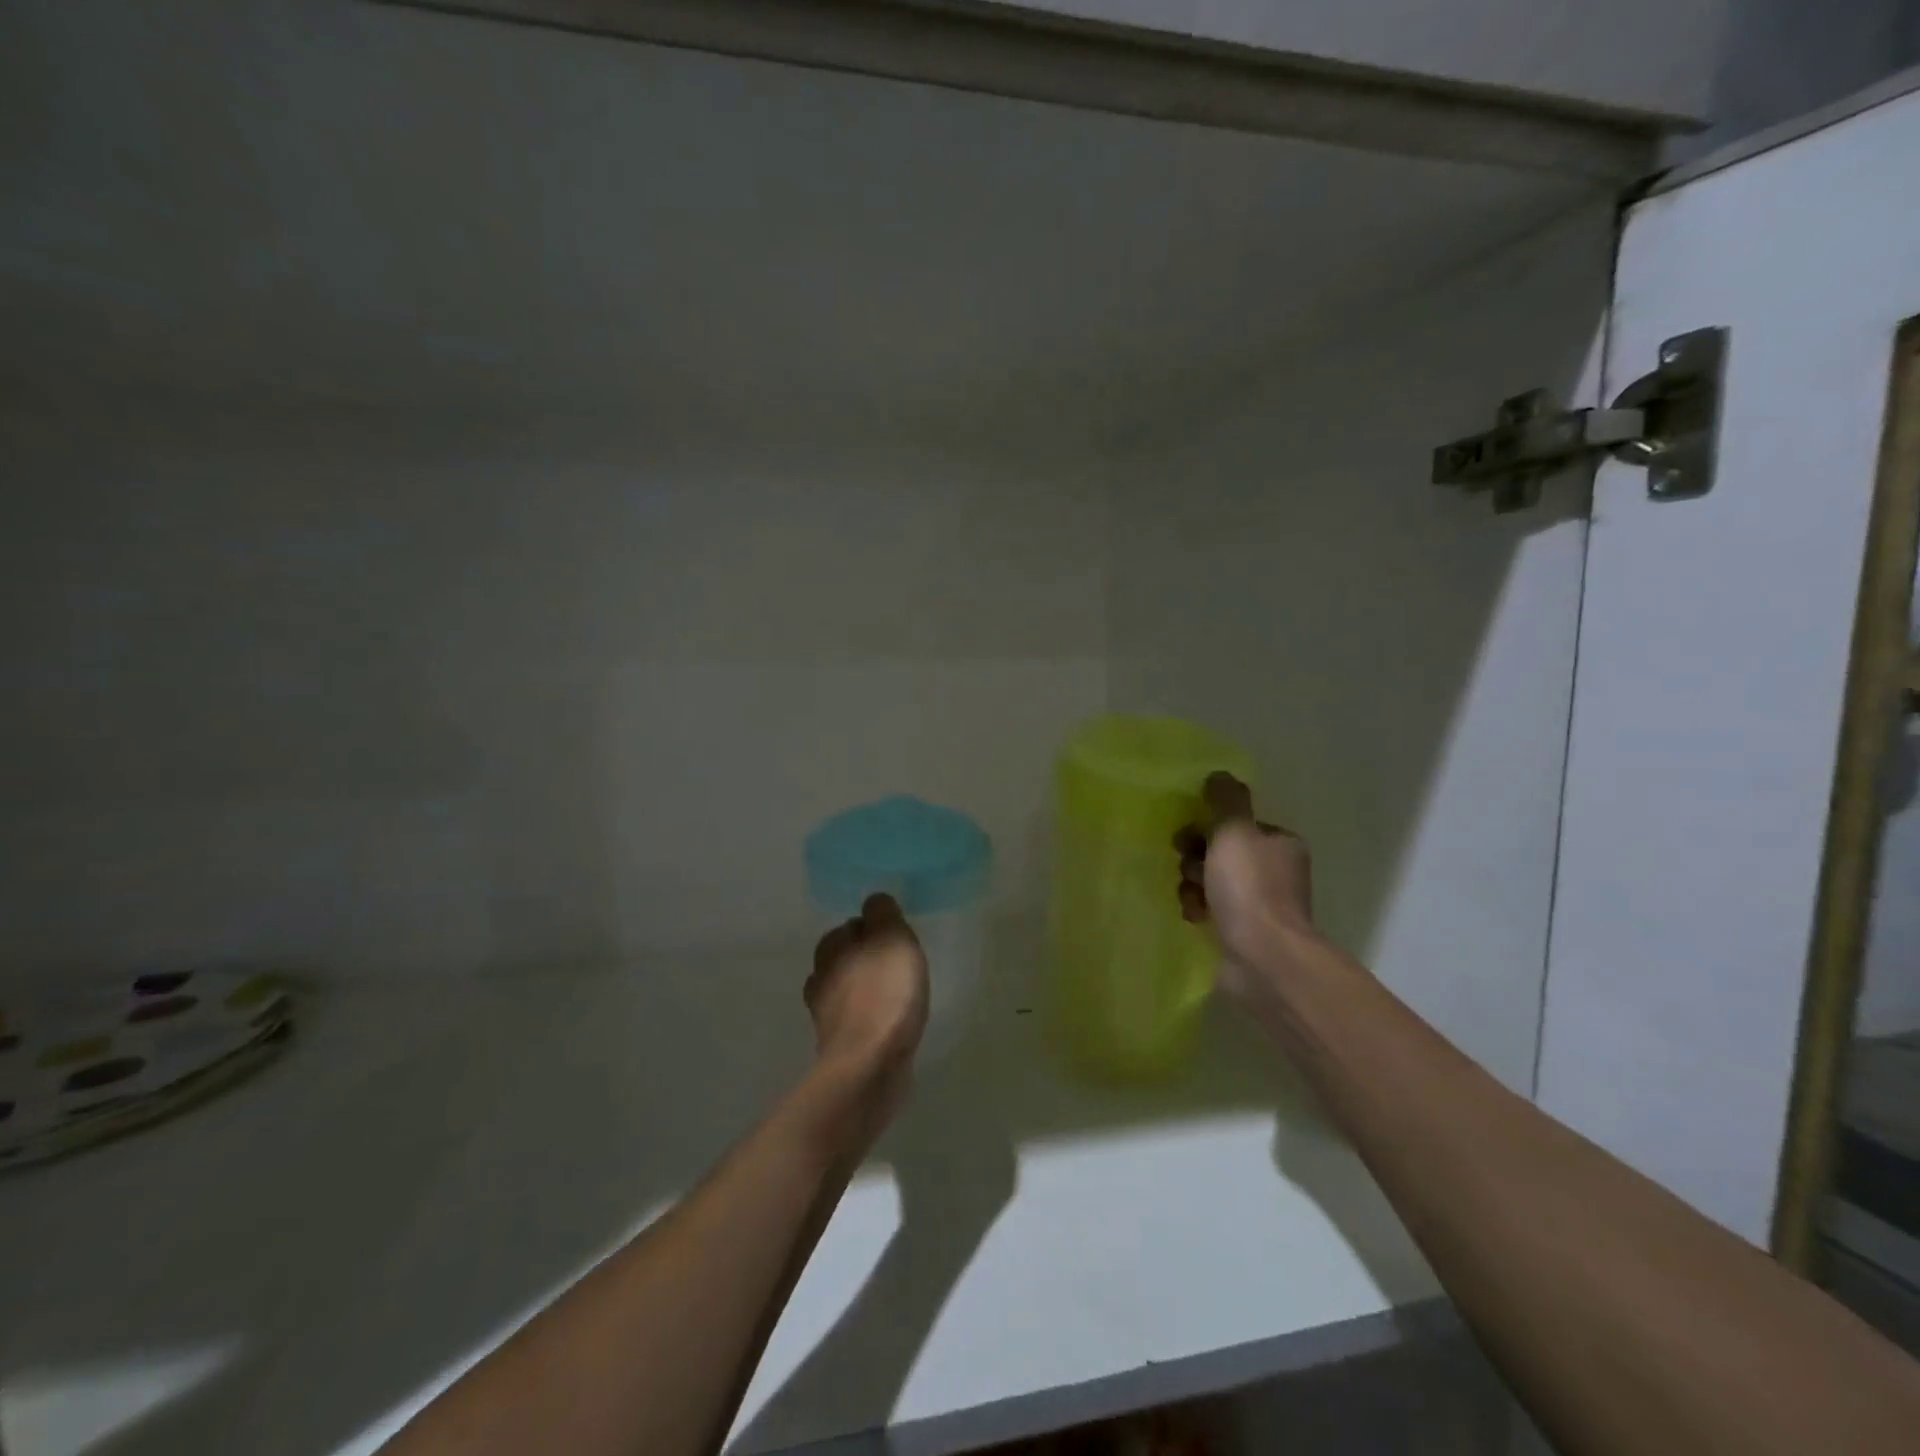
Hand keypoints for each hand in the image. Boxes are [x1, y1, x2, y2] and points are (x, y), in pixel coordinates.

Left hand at [807, 893, 929, 1095]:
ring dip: (864, 989)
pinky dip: (867, 1017)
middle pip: (845, 957)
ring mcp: (825, 1013)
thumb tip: (874, 903)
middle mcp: (821, 975)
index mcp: (831, 947)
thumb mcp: (893, 939)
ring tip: (894, 994)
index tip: (896, 940)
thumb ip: (883, 914)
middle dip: (865, 958)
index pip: (851, 925)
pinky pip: (854, 1019)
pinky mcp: (837, 1044)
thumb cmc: (884, 994)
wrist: (869, 1065)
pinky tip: (886, 1022)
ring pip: (846, 989)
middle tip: (897, 965)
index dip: (874, 929)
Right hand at [1175, 772, 1317, 1006]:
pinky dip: (1199, 908)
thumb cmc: (1249, 888)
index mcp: (1279, 845)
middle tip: (1186, 865)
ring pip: (1213, 881)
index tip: (1189, 835)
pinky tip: (1193, 915)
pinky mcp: (1244, 933)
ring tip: (1190, 895)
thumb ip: (1225, 801)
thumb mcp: (1234, 832)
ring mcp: (1261, 905)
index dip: (1209, 827)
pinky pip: (1212, 909)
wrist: (1263, 957)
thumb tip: (1218, 775)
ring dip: (1193, 884)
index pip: (1237, 825)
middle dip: (1197, 857)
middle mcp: (1275, 872)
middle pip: (1222, 852)